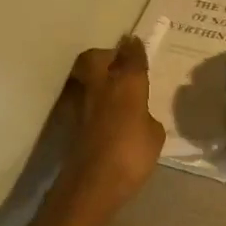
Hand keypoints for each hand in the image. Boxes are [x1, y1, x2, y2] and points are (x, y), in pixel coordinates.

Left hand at [60, 36, 164, 209]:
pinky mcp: (71, 122)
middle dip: (107, 56)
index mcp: (126, 84)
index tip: (135, 42)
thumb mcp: (154, 135)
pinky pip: (84, 99)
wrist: (92, 183)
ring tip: (112, 87)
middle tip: (119, 63)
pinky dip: (92, 99)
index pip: (131, 57)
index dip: (134, 49)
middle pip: (96, 58)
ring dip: (96, 76)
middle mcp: (101, 85)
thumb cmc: (131, 155)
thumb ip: (147, 118)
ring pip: (86, 76)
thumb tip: (140, 116)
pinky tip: (104, 112)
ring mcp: (82, 103)